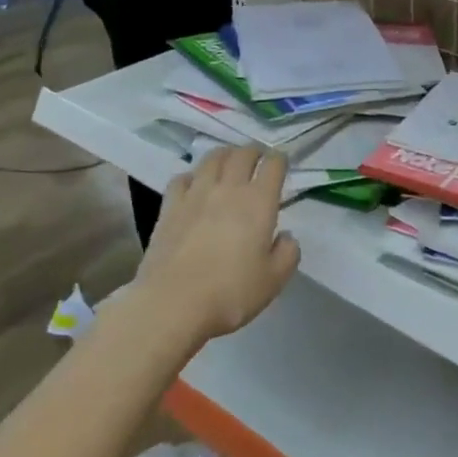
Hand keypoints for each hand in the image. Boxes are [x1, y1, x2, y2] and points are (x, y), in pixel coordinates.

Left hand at [136, 147, 300, 342]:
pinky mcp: (169, 207)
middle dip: (254, 152)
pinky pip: (182, 178)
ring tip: (229, 164)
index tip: (282, 165)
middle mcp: (229, 188)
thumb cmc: (230, 293)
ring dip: (225, 155)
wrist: (173, 304)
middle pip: (243, 153)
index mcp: (259, 202)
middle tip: (258, 160)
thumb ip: (288, 253)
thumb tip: (285, 236)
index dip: (280, 160)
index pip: (273, 164)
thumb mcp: (274, 280)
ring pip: (212, 158)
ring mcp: (196, 194)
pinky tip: (195, 186)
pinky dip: (193, 176)